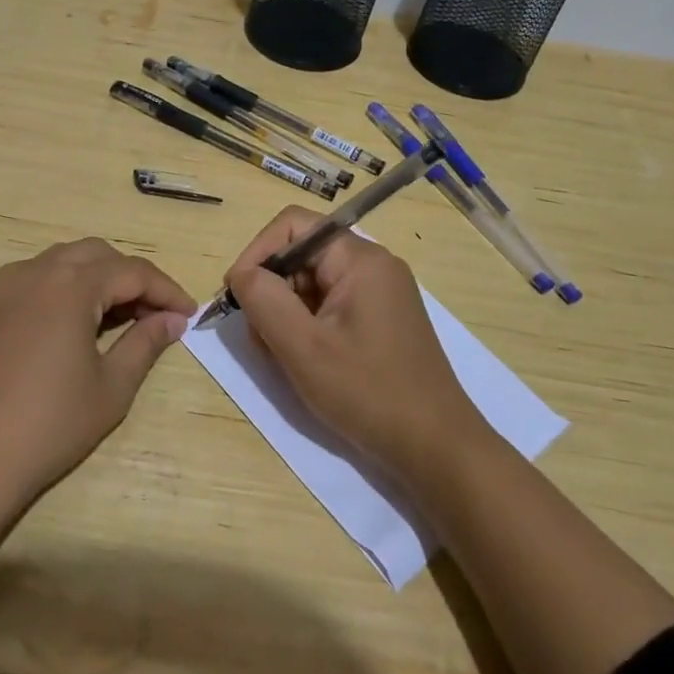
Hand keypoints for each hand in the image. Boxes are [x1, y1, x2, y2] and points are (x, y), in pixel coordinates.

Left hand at [0, 238, 193, 515]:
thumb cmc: (49, 425)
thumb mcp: (111, 387)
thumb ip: (145, 343)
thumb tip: (173, 320)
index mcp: (70, 284)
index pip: (132, 271)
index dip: (166, 290)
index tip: (189, 314)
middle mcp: (37, 271)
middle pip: (99, 255)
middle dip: (134, 278)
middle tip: (158, 315)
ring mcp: (8, 286)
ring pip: (67, 261)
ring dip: (102, 278)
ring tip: (126, 317)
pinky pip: (41, 277)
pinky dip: (70, 286)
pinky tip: (83, 321)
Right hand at [226, 207, 483, 484]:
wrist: (436, 448)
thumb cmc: (368, 392)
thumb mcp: (303, 347)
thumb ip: (264, 300)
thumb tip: (241, 274)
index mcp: (360, 259)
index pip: (293, 226)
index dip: (257, 253)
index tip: (237, 296)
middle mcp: (372, 265)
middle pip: (301, 254)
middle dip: (271, 289)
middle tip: (259, 338)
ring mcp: (379, 293)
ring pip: (311, 283)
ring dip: (285, 313)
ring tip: (281, 357)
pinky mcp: (379, 319)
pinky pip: (329, 306)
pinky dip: (306, 327)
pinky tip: (303, 362)